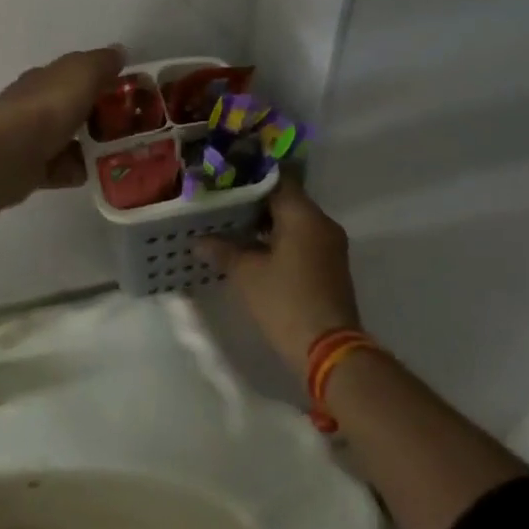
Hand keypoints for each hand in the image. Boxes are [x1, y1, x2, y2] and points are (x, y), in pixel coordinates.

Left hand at [0, 46, 126, 205]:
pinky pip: (58, 168)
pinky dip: (73, 170)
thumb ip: (102, 62)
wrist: (10, 153)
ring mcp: (27, 137)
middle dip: (96, 116)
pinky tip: (90, 173)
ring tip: (116, 153)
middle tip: (126, 127)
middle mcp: (32, 104)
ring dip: (88, 146)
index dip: (98, 80)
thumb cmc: (49, 106)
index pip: (72, 74)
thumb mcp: (83, 73)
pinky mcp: (26, 169)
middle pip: (70, 108)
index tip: (125, 93)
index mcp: (43, 78)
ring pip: (65, 139)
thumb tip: (118, 52)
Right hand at [202, 179, 361, 369]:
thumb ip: (222, 250)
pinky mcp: (330, 266)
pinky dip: (279, 239)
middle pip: (286, 199)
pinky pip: (302, 239)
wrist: (328, 349)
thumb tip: (199, 240)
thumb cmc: (285, 302)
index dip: (249, 179)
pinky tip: (253, 250)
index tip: (224, 182)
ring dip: (266, 223)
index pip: (277, 180)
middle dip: (254, 202)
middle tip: (222, 206)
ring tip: (231, 228)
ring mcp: (330, 245)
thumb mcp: (246, 274)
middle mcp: (322, 223)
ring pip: (294, 221)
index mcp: (304, 215)